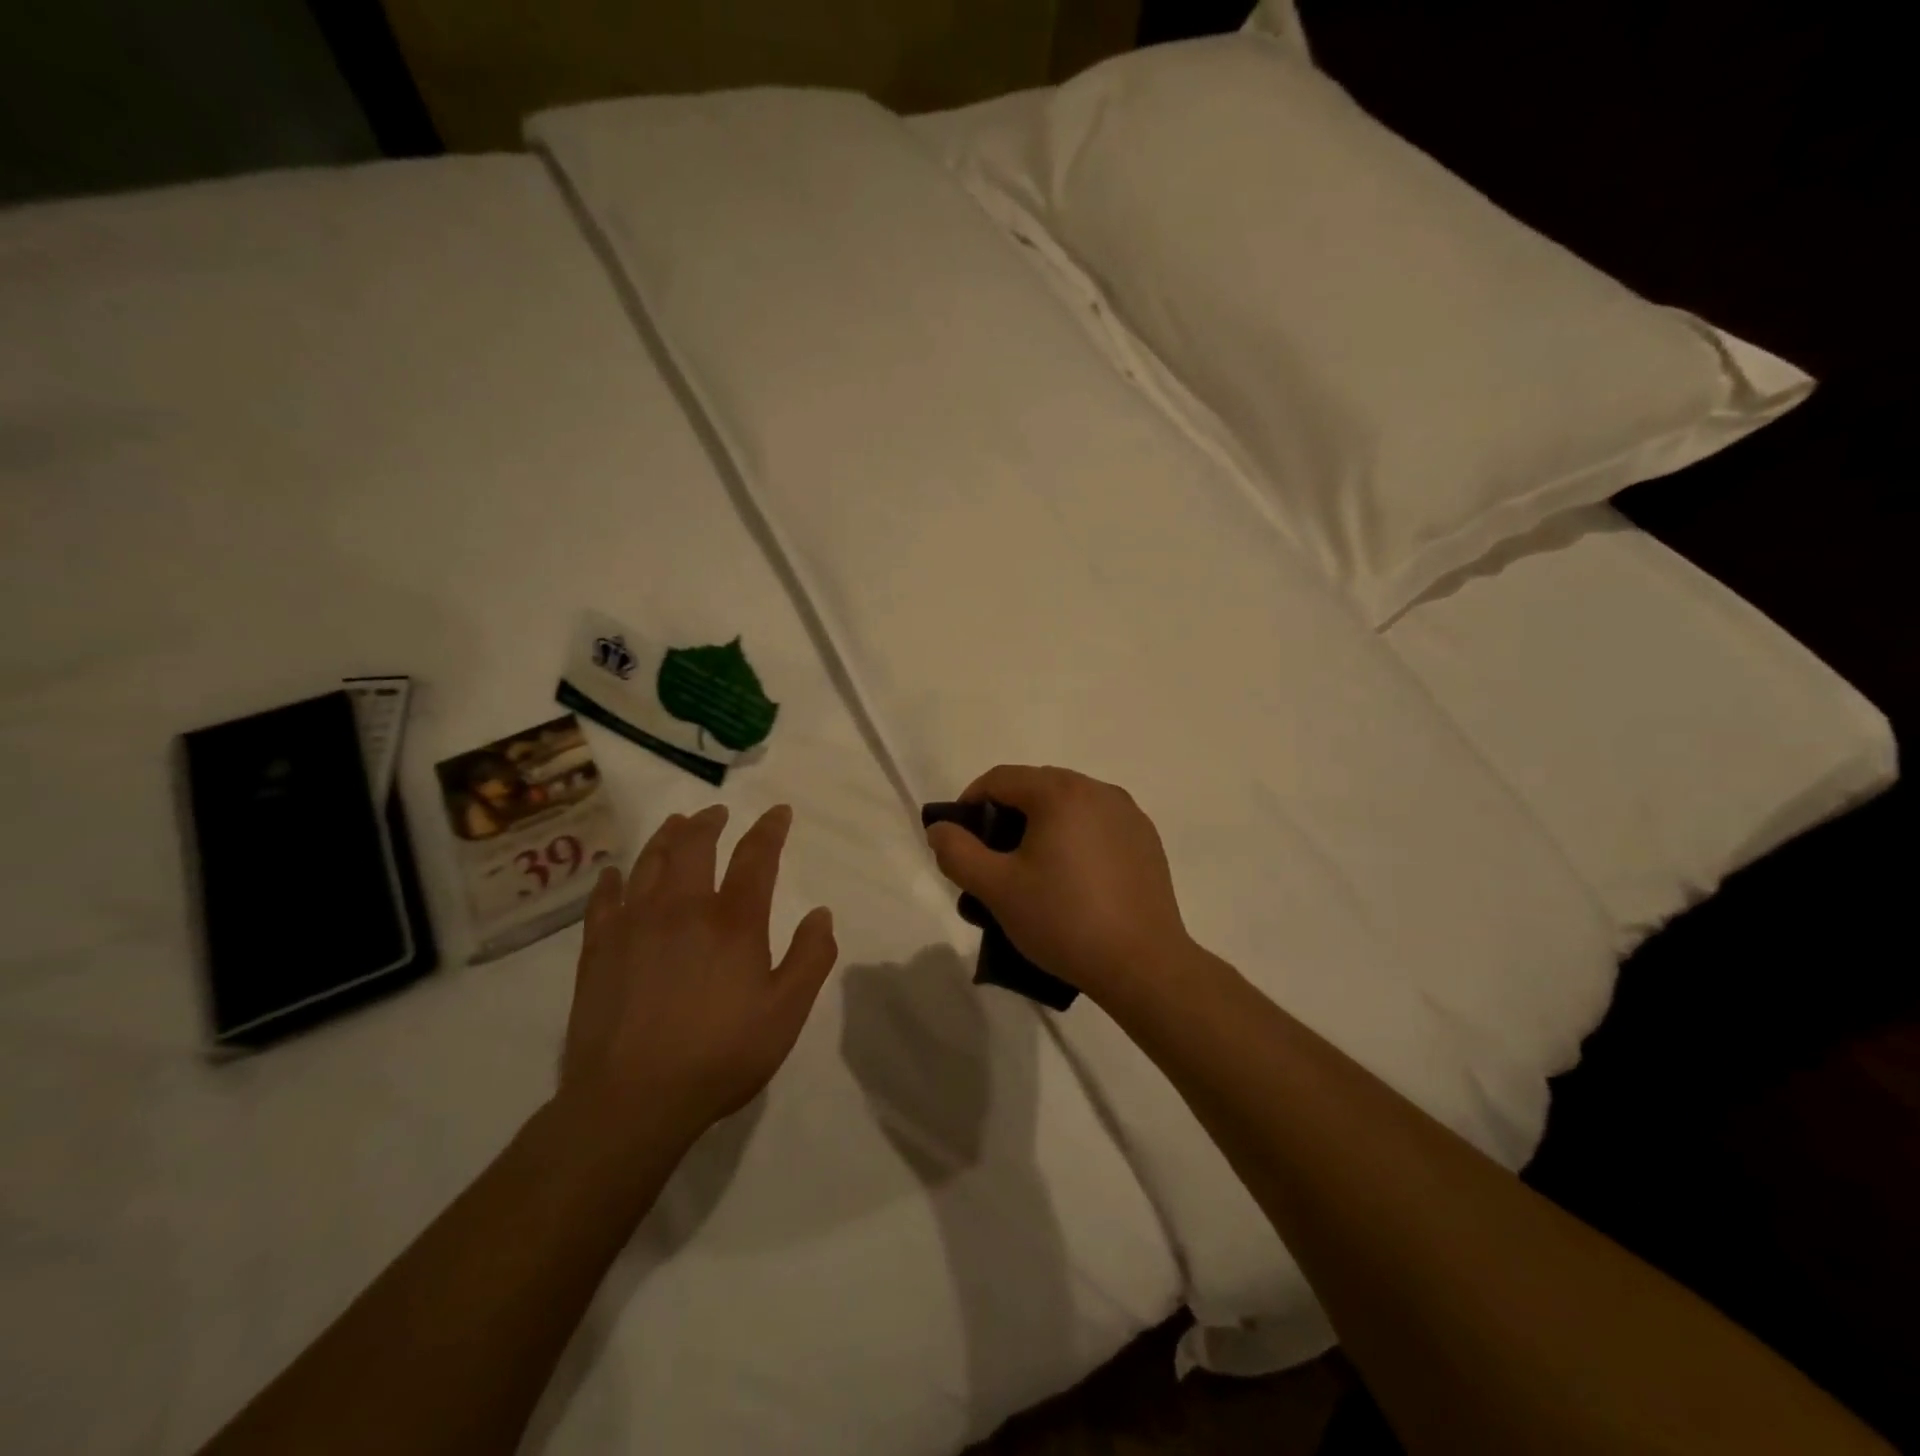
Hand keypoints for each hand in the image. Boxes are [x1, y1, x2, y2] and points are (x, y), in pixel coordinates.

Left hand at [560, 804, 837, 1143]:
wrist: (631, 1100)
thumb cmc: (720, 1055)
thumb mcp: (786, 1012)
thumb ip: (811, 958)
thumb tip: (821, 914)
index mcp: (733, 921)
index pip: (755, 857)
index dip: (770, 829)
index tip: (779, 812)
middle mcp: (682, 908)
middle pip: (694, 846)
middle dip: (709, 822)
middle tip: (717, 813)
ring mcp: (634, 925)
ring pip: (649, 862)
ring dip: (666, 837)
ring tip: (676, 825)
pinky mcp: (599, 949)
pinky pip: (604, 900)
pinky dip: (612, 880)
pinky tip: (614, 874)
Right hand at [924, 765, 1193, 1004]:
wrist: (1142, 965)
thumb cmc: (1063, 921)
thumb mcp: (997, 889)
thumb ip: (958, 852)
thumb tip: (940, 828)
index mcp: (1060, 792)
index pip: (1000, 779)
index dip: (970, 803)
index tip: (959, 841)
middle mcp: (1097, 790)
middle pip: (1036, 787)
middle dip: (1005, 817)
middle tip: (992, 861)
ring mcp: (1128, 814)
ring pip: (1068, 806)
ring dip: (1041, 828)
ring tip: (1032, 873)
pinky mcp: (1146, 840)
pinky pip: (1097, 825)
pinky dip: (1075, 839)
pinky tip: (1073, 881)